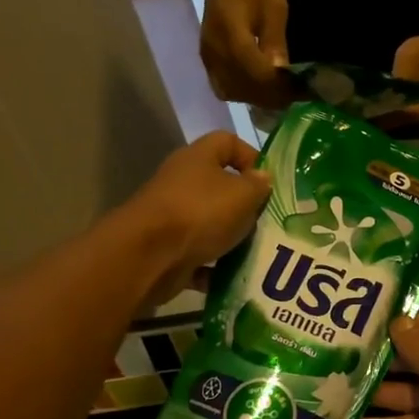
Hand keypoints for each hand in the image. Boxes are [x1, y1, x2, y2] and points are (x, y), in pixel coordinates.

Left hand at [121, 132, 270, 305]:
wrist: (149, 256)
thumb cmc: (200, 213)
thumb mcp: (242, 195)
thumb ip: (258, 185)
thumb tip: (262, 178)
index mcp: (198, 158)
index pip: (227, 142)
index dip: (251, 156)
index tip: (269, 182)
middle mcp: (182, 182)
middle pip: (220, 186)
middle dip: (246, 205)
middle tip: (268, 221)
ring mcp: (172, 216)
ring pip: (211, 224)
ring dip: (232, 239)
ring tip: (256, 252)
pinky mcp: (167, 248)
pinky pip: (199, 255)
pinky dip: (215, 268)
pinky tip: (233, 277)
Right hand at [199, 0, 292, 107]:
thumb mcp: (274, 8)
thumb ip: (276, 42)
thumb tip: (281, 74)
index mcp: (232, 35)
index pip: (256, 73)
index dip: (279, 87)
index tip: (300, 90)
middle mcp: (215, 51)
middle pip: (244, 88)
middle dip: (272, 96)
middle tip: (295, 96)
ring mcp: (208, 57)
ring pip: (233, 92)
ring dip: (258, 98)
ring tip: (280, 94)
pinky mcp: (207, 59)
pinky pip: (224, 87)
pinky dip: (243, 93)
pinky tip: (260, 89)